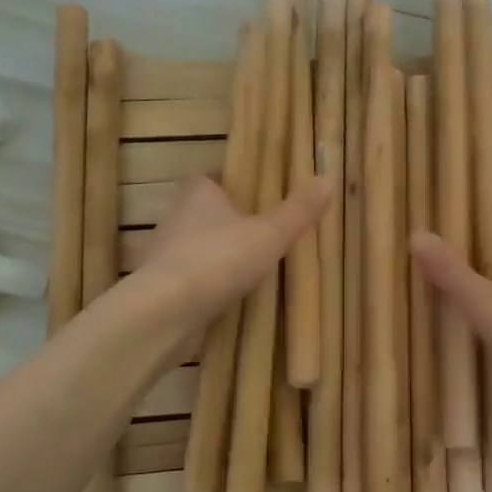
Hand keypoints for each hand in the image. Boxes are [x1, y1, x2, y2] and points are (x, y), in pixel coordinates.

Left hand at [113, 174, 331, 345]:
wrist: (165, 312)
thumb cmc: (218, 260)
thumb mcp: (269, 234)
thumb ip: (298, 211)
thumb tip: (328, 179)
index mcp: (198, 193)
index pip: (212, 179)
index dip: (232, 186)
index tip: (257, 200)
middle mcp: (177, 217)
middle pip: (206, 214)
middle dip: (229, 224)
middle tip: (264, 237)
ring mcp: (166, 254)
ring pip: (198, 248)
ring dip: (219, 258)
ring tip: (253, 271)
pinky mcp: (162, 288)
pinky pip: (192, 280)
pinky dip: (208, 286)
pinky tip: (231, 299)